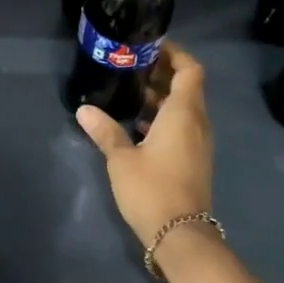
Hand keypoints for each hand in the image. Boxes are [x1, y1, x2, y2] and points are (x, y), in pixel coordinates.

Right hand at [75, 43, 213, 247]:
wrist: (180, 235)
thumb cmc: (152, 189)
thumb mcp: (121, 159)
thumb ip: (105, 131)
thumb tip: (83, 109)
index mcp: (184, 114)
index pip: (190, 70)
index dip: (175, 54)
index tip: (151, 47)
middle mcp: (198, 123)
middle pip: (188, 87)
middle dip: (163, 75)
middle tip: (133, 68)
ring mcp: (199, 143)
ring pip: (185, 109)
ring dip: (163, 99)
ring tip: (131, 95)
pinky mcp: (195, 160)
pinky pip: (184, 127)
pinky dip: (166, 119)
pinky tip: (139, 128)